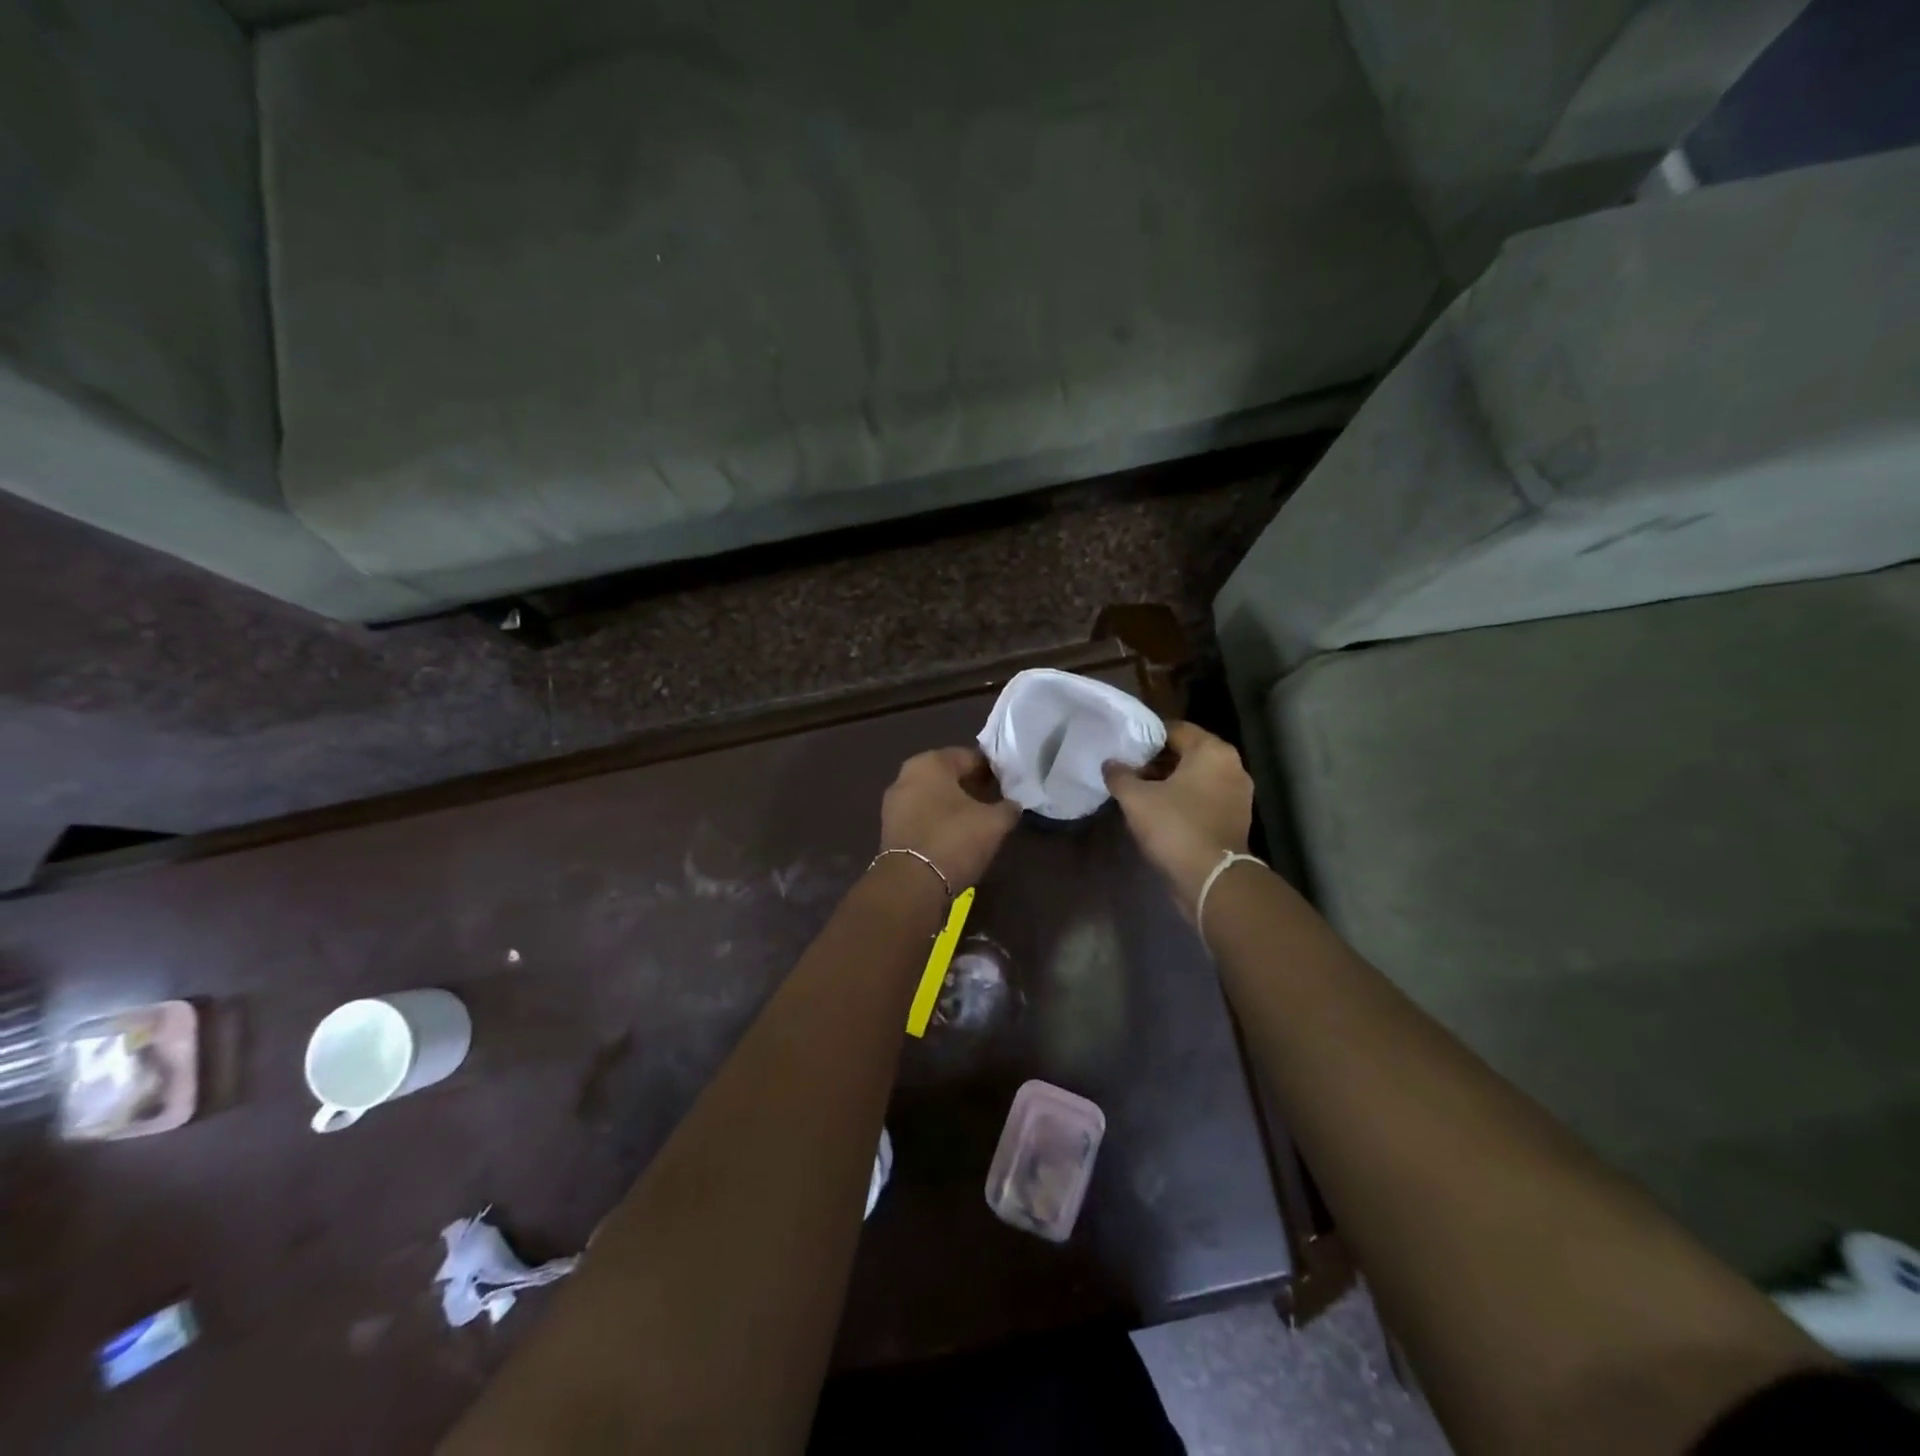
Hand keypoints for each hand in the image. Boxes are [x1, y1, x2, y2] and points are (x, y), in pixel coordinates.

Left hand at [879, 747, 1020, 891]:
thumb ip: (1008, 808)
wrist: (910, 885)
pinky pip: (922, 816)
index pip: (969, 756)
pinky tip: (957, 837)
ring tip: (978, 821)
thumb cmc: (954, 840)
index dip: (992, 769)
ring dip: (954, 805)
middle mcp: (906, 776)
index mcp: (929, 763)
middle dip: (971, 786)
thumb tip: (1012, 805)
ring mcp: (894, 803)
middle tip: (995, 801)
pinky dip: (939, 821)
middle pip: (948, 776)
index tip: (1008, 784)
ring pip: (933, 797)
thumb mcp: (994, 823)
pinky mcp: (890, 829)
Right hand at [1104, 722, 1253, 917]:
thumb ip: (1120, 775)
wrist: (1212, 879)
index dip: (1146, 737)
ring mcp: (1238, 794)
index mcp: (1212, 751)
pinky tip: (1160, 812)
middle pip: (1188, 752)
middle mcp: (1232, 766)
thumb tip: (1110, 764)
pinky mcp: (1236, 819)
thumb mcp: (1136, 798)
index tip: (1124, 748)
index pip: (1175, 729)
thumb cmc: (1175, 827)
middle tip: (1129, 771)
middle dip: (1157, 760)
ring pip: (1197, 777)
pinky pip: (1205, 798)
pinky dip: (1185, 800)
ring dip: (1170, 781)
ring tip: (1140, 792)